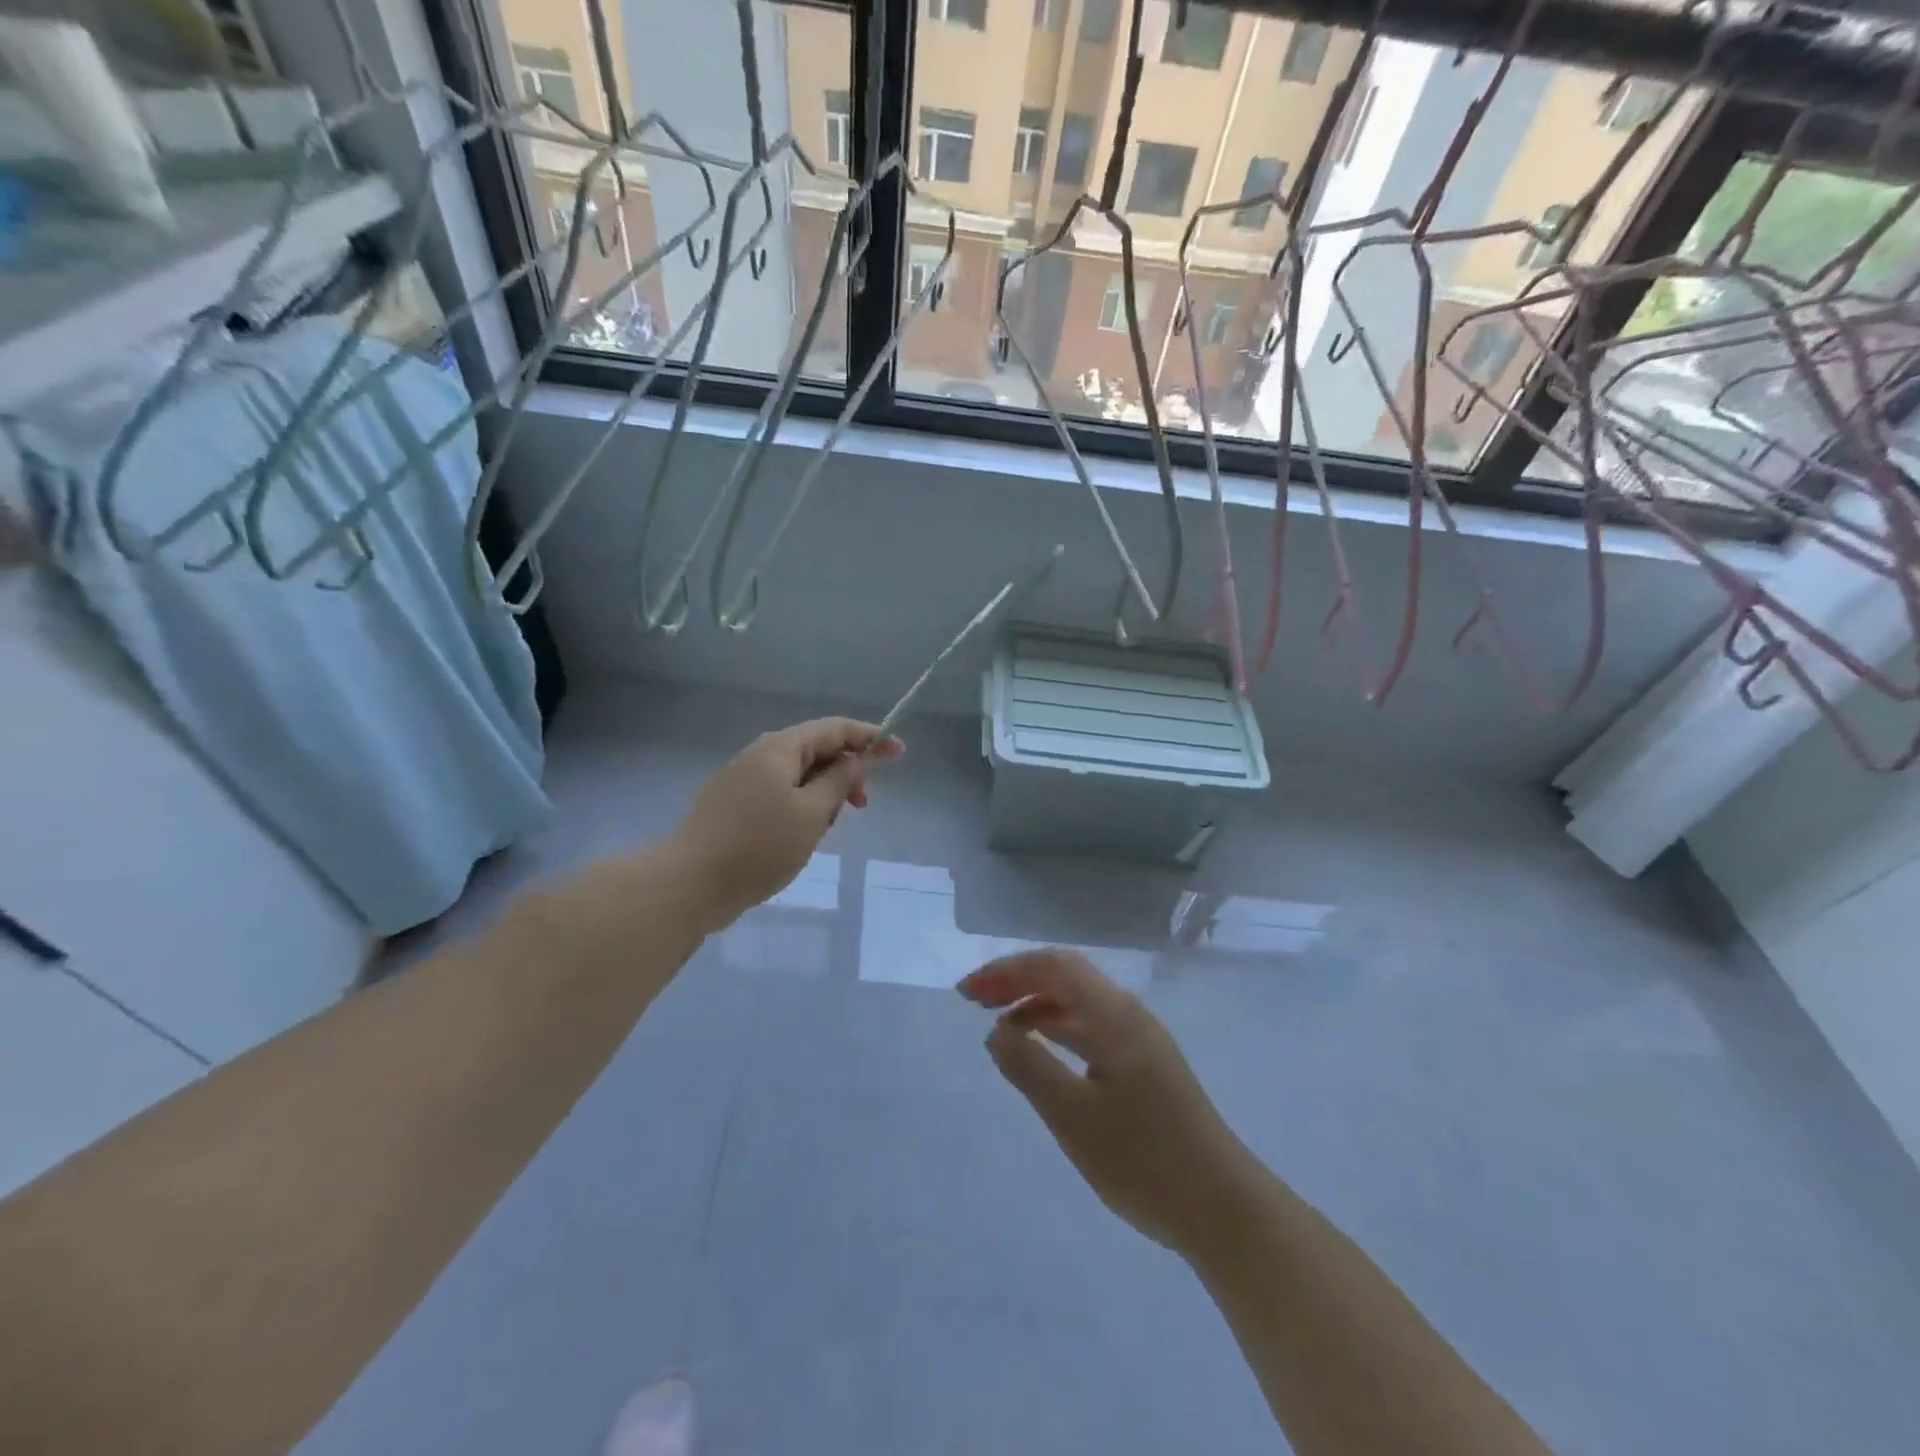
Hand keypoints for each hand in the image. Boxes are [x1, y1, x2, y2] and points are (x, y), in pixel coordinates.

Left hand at [673, 717, 902, 928]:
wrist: (689, 883)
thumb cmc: (759, 846)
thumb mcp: (812, 813)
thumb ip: (838, 782)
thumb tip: (852, 762)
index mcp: (780, 749)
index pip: (834, 729)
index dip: (870, 737)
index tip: (898, 753)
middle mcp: (759, 756)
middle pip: (815, 750)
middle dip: (845, 771)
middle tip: (862, 805)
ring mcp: (741, 781)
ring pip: (796, 776)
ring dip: (822, 794)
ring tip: (826, 829)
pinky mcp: (732, 806)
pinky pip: (777, 795)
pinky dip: (800, 807)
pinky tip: (800, 836)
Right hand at [959, 948, 1254, 1256]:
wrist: (1223, 1210)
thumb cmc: (1144, 1160)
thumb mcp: (1073, 1116)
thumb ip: (1029, 1067)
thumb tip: (997, 1031)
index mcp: (1115, 1015)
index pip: (1054, 966)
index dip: (1006, 971)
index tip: (966, 993)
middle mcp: (1129, 1015)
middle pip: (1066, 977)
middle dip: (1017, 980)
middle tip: (973, 1000)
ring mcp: (1141, 1040)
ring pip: (1079, 1002)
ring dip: (1036, 1002)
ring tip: (997, 1022)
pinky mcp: (1145, 1066)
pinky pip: (1091, 1027)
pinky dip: (1057, 1027)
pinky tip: (1040, 1048)